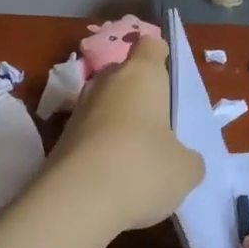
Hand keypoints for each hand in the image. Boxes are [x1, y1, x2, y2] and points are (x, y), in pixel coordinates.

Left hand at [51, 36, 203, 233]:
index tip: (169, 76)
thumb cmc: (142, 168)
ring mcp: (79, 110)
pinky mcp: (60, 139)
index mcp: (141, 75)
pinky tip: (113, 177)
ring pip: (104, 104)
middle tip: (158, 123)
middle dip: (139, 93)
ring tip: (136, 156)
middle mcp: (106, 83)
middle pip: (124, 74)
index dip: (161, 56)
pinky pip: (89, 133)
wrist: (75, 202)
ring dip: (118, 122)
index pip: (150, 45)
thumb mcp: (185, 169)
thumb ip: (187, 156)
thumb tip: (180, 158)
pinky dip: (101, 147)